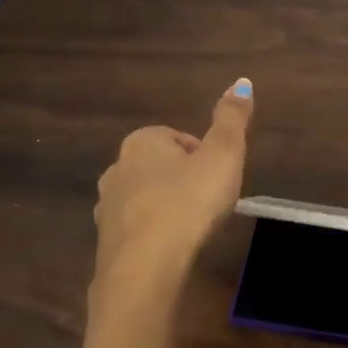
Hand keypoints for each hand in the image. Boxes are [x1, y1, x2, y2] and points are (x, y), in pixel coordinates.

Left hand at [82, 78, 252, 347]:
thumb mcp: (223, 156)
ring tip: (192, 228)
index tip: (220, 179)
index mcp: (142, 142)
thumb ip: (232, 119)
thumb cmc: (189, 203)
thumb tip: (242, 81)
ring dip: (166, 207)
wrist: (145, 267)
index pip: (178, 138)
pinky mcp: (105, 240)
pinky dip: (153, 233)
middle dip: (183, 180)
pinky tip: (172, 249)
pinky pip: (136, 228)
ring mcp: (106, 206)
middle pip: (160, 167)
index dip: (204, 156)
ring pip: (144, 197)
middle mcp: (117, 167)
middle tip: (210, 202)